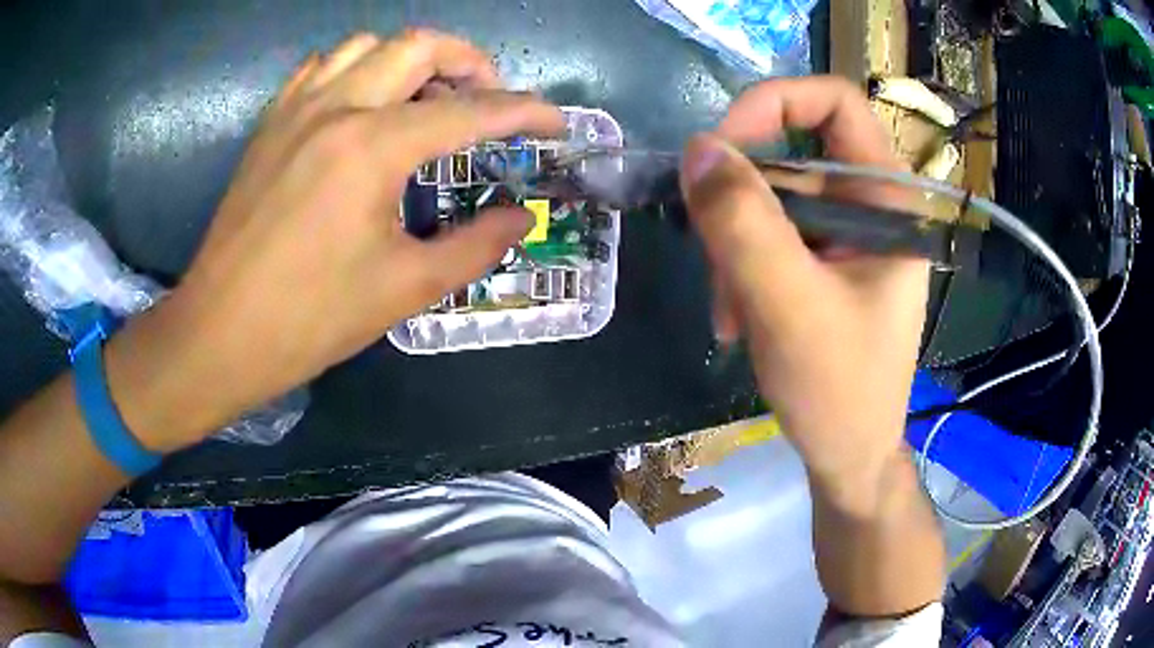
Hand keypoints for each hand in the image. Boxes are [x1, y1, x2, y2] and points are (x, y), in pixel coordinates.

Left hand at [105, 31, 563, 449]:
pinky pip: (323, 67)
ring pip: (369, 45)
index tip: (556, 124)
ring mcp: (297, 109)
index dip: (526, 112)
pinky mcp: (271, 123)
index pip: (472, 110)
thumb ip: (476, 245)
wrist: (220, 333)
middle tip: (488, 103)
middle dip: (471, 64)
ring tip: (426, 101)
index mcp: (373, 147)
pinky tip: (364, 107)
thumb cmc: (309, 319)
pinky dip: (359, 70)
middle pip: (421, 45)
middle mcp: (337, 108)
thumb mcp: (405, 290)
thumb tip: (520, 217)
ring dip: (411, 61)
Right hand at [679, 77, 927, 509]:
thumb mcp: (790, 307)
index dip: (773, 103)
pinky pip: (766, 238)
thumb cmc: (840, 392)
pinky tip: (737, 321)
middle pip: (789, 156)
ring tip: (731, 314)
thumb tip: (696, 150)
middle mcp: (869, 204)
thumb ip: (744, 224)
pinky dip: (740, 272)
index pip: (834, 102)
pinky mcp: (821, 262)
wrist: (849, 457)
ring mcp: (844, 235)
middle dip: (740, 207)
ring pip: (768, 202)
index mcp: (889, 197)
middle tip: (717, 263)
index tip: (720, 149)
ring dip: (734, 252)